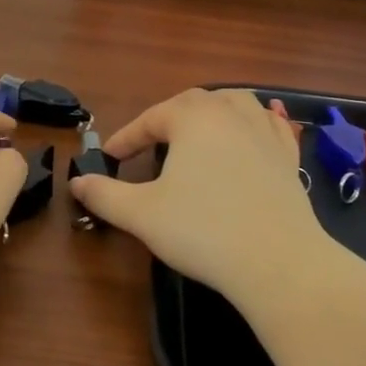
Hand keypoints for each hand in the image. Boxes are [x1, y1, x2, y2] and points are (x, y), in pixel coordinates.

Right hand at [67, 88, 333, 312]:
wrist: (278, 262)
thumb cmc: (203, 231)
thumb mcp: (142, 214)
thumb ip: (105, 195)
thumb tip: (77, 181)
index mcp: (193, 118)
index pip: (151, 119)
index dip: (126, 137)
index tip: (109, 156)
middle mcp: (230, 113)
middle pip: (192, 103)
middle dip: (166, 119)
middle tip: (149, 144)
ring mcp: (265, 132)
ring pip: (235, 103)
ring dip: (211, 111)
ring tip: (198, 129)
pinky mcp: (289, 156)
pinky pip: (269, 125)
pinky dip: (254, 124)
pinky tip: (252, 133)